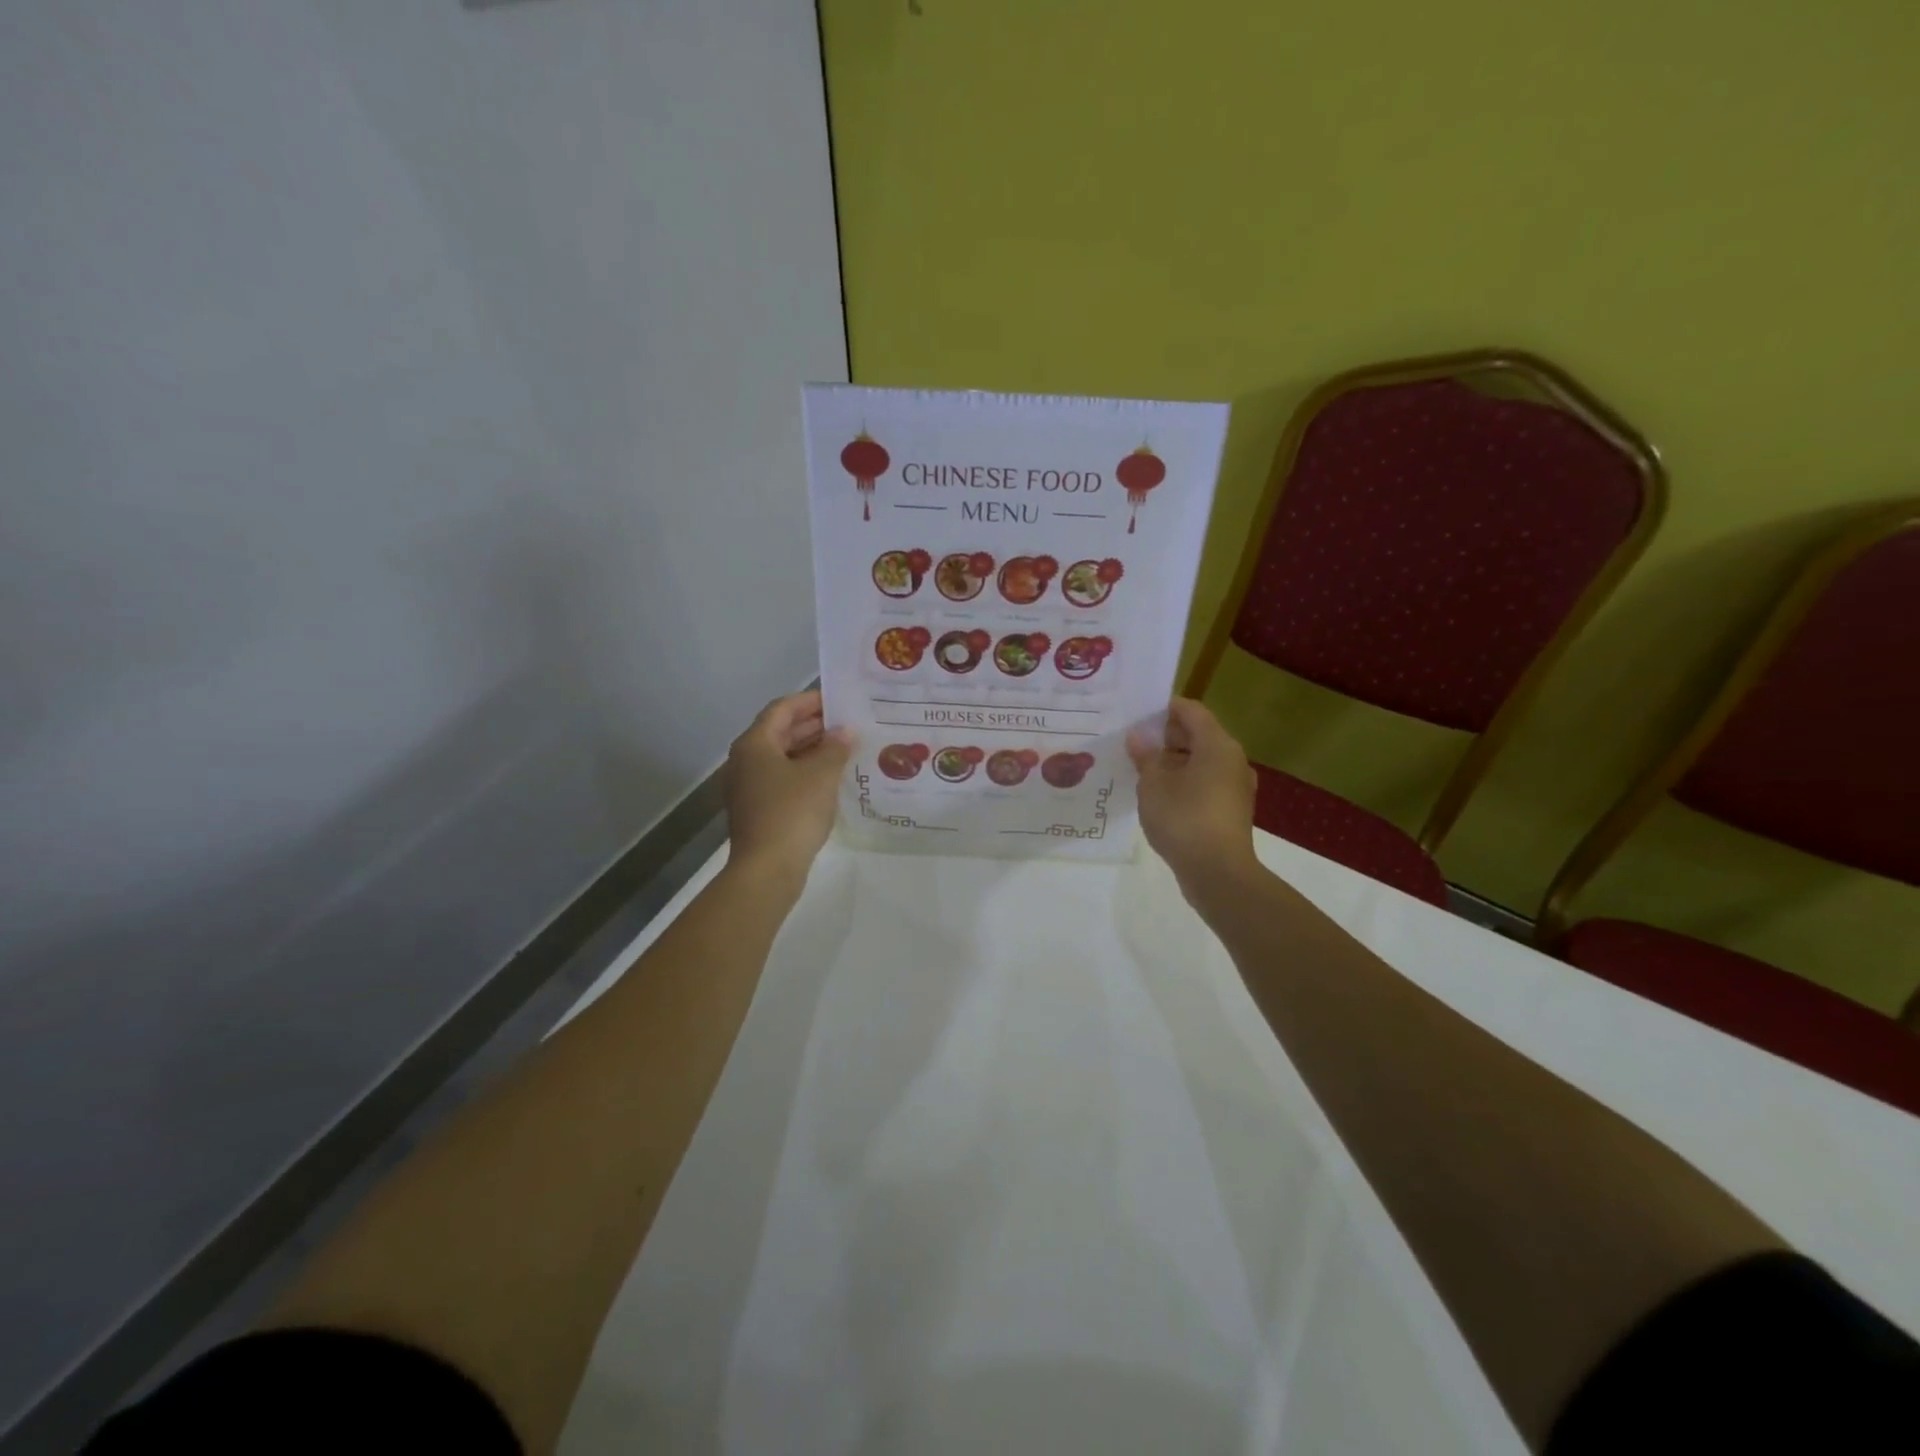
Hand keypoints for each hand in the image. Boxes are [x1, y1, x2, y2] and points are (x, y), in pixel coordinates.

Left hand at [726, 691, 854, 883]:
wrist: (767, 869)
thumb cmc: (792, 813)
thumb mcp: (821, 775)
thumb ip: (835, 748)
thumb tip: (845, 732)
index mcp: (755, 744)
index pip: (783, 709)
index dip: (810, 700)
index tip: (839, 699)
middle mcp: (746, 760)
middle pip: (781, 732)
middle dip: (814, 725)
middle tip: (848, 722)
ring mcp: (749, 787)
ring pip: (783, 757)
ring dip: (812, 750)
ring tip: (847, 747)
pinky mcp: (758, 809)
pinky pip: (784, 779)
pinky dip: (806, 772)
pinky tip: (833, 777)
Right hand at [1127, 698, 1259, 893]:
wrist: (1218, 872)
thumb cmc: (1184, 818)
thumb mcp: (1153, 784)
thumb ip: (1145, 757)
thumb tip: (1138, 738)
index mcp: (1217, 744)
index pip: (1190, 711)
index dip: (1164, 708)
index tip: (1137, 715)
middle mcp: (1232, 760)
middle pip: (1199, 735)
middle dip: (1166, 737)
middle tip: (1134, 744)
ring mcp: (1235, 786)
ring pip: (1202, 761)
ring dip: (1174, 762)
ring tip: (1142, 770)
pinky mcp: (1232, 810)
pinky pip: (1206, 783)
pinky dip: (1185, 782)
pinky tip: (1160, 795)